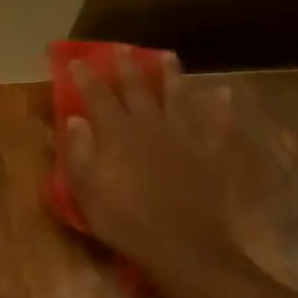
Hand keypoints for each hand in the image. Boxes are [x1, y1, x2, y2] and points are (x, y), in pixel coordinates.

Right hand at [62, 57, 247, 290]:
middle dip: (127, 67)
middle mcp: (151, 126)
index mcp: (117, 135)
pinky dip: (220, 107)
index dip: (86, 77)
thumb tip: (75, 119)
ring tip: (167, 56)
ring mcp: (185, 136)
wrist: (183, 247)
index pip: (98, 97)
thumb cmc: (125, 222)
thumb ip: (78, 153)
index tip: (76, 61)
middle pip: (138, 89)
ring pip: (178, 96)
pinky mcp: (211, 152)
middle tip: (121, 49)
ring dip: (171, 75)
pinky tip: (223, 94)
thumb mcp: (87, 192)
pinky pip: (217, 123)